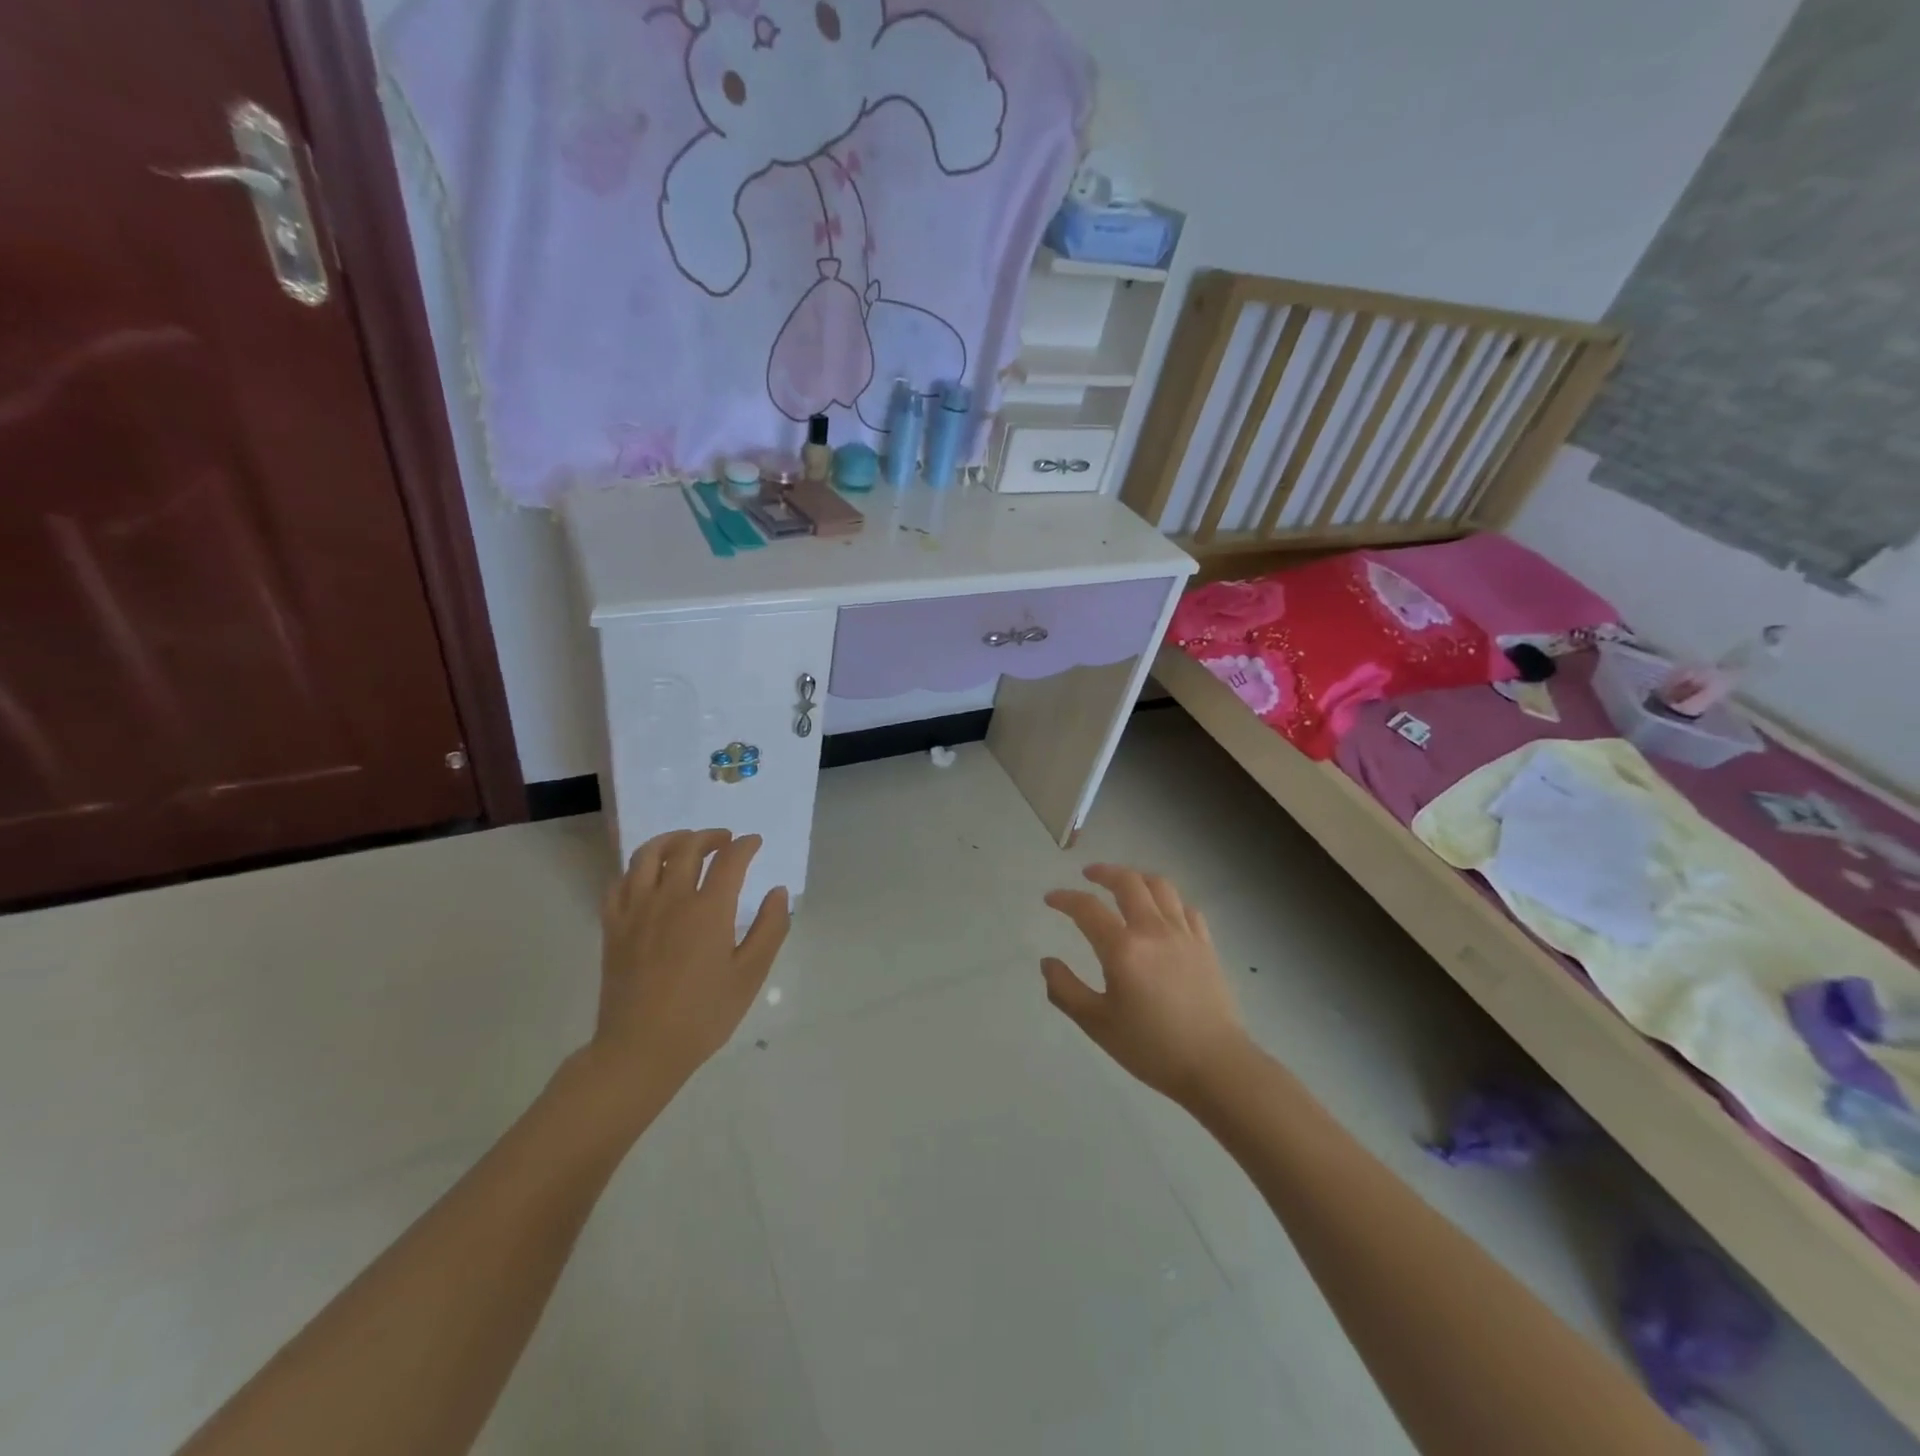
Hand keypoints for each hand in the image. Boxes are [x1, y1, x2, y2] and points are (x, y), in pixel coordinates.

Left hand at [586, 829, 790, 1110]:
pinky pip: (620, 883)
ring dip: (671, 841)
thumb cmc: (703, 1015)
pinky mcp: (613, 927)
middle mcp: (670, 899)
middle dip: (710, 836)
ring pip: (648, 856)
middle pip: (687, 848)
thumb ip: (770, 928)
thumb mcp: (750, 975)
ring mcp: (636, 911)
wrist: (640, 1050)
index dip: (745, 845)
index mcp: (708, 909)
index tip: (754, 842)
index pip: (729, 860)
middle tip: (725, 840)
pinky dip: (636, 870)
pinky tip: (647, 877)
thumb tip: (778, 892)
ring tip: (685, 843)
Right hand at [1041, 865, 1253, 1106]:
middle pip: (1128, 882)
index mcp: (1122, 948)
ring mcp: (1184, 934)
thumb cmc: (1151, 1048)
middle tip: (1088, 875)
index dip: (1065, 898)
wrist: (1216, 1066)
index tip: (1050, 899)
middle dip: (1104, 872)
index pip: (1087, 908)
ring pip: (1161, 887)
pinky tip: (1163, 912)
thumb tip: (1047, 962)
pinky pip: (1186, 908)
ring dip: (1137, 878)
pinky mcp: (1206, 946)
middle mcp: (1153, 930)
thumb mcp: (1097, 1024)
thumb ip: (1065, 990)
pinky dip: (1169, 901)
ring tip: (1125, 883)